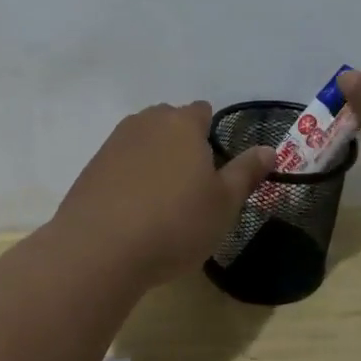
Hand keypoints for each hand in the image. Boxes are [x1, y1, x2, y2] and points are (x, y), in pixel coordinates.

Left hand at [53, 102, 275, 286]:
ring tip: (162, 200)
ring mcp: (114, 143)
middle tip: (192, 186)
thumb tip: (269, 150)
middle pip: (170, 122)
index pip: (202, 111)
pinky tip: (133, 210)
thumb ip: (246, 172)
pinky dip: (130, 177)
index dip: (212, 134)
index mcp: (182, 123)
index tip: (215, 168)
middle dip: (182, 144)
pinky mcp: (91, 167)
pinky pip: (120, 163)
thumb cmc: (175, 224)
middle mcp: (146, 122)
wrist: (100, 249)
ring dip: (154, 160)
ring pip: (143, 141)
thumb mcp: (224, 204)